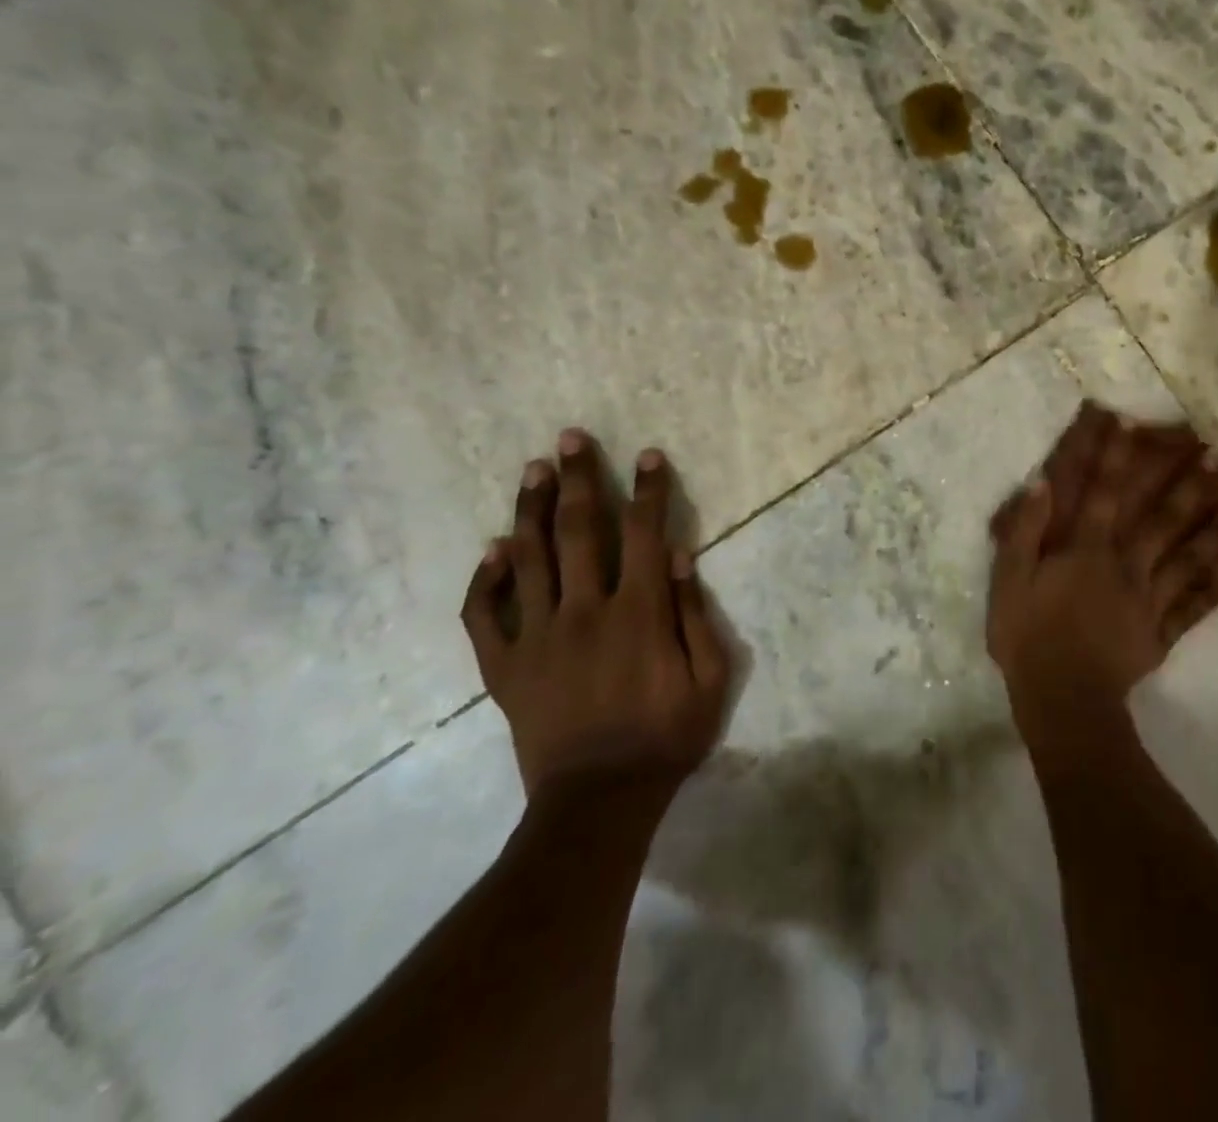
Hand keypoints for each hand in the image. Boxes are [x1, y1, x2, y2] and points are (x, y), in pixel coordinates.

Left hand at [461, 429, 729, 799]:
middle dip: (578, 480)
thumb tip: (682, 556)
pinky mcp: (504, 667)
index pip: (647, 533)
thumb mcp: (710, 679)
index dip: (649, 490)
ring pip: (529, 558)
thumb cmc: (666, 737)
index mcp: (639, 612)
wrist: (598, 802)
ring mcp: (537, 637)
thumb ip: (696, 615)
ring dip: (531, 509)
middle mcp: (585, 610)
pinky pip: (483, 615)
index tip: (647, 455)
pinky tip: (493, 549)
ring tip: (532, 470)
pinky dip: (485, 579)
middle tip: (569, 439)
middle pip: (580, 531)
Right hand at [987, 416, 1217, 735]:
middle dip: (1189, 485)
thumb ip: (1025, 530)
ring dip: (1215, 532)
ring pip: (1187, 560)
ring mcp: (1148, 601)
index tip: (1133, 421)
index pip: (1104, 493)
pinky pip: (1189, 611)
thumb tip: (1042, 482)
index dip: (1116, 456)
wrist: (1061, 700)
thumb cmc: (1028, 636)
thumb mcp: (1010, 579)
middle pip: (1163, 520)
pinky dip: (1210, 594)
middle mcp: (1126, 566)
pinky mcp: (1159, 635)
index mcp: (1088, 550)